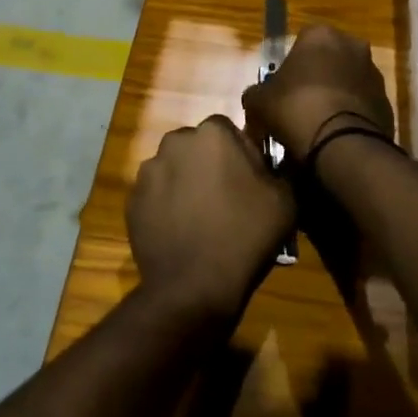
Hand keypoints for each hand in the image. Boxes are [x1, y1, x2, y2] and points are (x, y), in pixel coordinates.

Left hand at [129, 115, 295, 324]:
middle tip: (225, 199)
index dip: (241, 154)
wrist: (193, 286)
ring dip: (186, 183)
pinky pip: (156, 194)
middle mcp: (175, 142)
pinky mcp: (132, 200)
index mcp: (212, 133)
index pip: (229, 130)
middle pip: (197, 146)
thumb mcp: (285, 200)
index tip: (249, 182)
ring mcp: (148, 171)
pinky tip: (180, 231)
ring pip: (174, 169)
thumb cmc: (244, 236)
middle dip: (209, 165)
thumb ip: (278, 168)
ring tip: (200, 219)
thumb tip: (268, 162)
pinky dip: (166, 205)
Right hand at [242, 24, 394, 163]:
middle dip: (317, 78)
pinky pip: (362, 106)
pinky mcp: (387, 103)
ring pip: (348, 82)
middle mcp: (353, 46)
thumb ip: (256, 93)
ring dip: (336, 96)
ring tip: (318, 126)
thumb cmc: (296, 108)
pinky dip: (351, 116)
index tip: (282, 89)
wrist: (342, 144)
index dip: (290, 66)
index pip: (301, 42)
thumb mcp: (259, 101)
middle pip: (328, 60)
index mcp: (321, 35)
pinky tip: (336, 136)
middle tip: (299, 105)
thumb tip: (256, 97)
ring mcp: (375, 74)